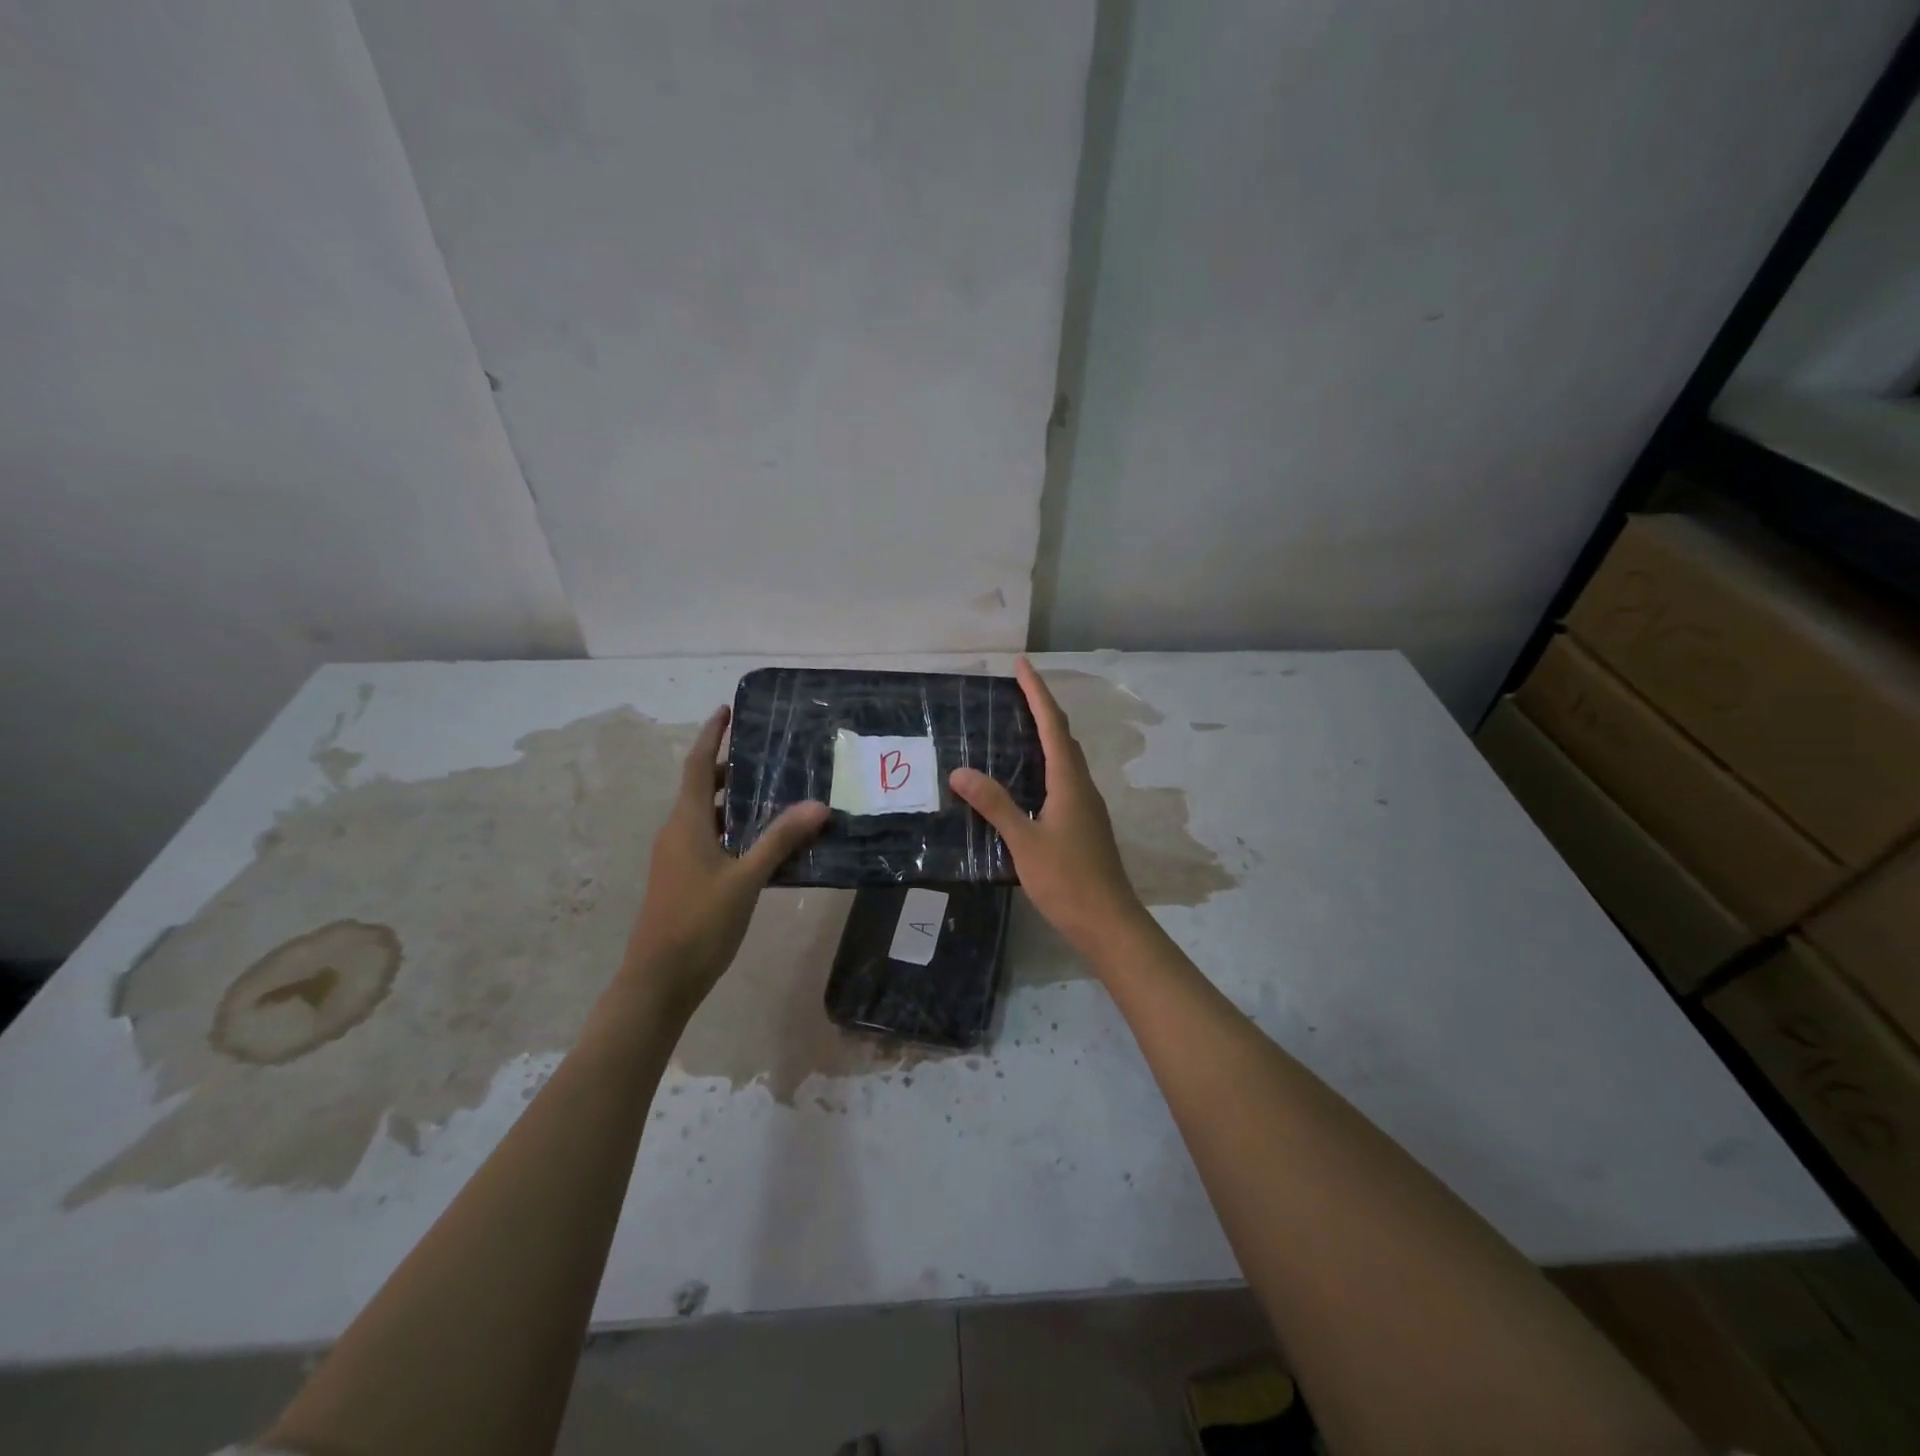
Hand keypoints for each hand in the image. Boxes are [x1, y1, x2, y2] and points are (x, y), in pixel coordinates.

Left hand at [622, 705, 827, 1018]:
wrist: (659, 980)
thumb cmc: (699, 923)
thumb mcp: (746, 879)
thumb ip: (780, 840)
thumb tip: (818, 805)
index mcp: (686, 823)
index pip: (698, 766)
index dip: (711, 735)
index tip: (727, 710)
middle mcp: (677, 832)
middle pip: (703, 788)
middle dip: (732, 769)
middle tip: (771, 756)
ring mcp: (678, 857)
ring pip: (708, 816)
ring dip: (737, 801)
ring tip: (777, 794)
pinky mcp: (685, 879)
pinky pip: (711, 840)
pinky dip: (735, 830)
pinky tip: (766, 843)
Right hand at [949, 657, 1147, 957]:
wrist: (1108, 922)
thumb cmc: (1067, 880)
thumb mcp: (1024, 842)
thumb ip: (994, 805)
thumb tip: (960, 771)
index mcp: (1069, 782)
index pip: (1052, 725)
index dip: (1037, 692)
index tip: (1021, 664)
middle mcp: (1081, 786)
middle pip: (1062, 736)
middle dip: (1041, 708)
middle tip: (1013, 691)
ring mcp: (1086, 806)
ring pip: (1065, 758)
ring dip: (1045, 735)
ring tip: (1016, 726)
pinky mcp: (1083, 824)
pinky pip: (1063, 779)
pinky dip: (1045, 763)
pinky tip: (1026, 779)